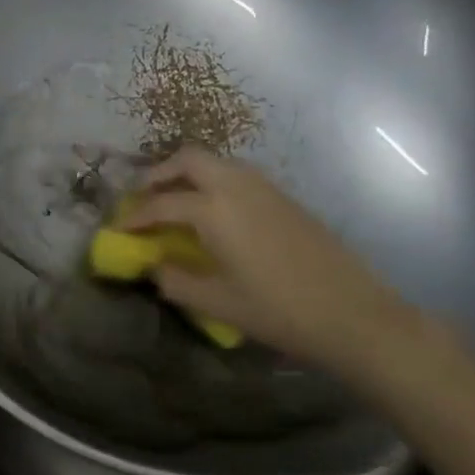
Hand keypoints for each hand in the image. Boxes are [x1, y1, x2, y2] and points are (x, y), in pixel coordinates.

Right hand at [123, 148, 438, 381]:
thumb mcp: (216, 303)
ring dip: (188, 173)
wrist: (355, 315)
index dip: (135, 215)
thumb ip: (175, 280)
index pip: (161, 203)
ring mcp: (266, 189)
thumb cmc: (279, 311)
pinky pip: (238, 175)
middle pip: (188, 159)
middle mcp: (237, 187)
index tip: (119, 228)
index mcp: (214, 210)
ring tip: (175, 200)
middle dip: (159, 173)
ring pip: (217, 162)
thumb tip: (154, 266)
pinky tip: (215, 212)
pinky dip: (214, 181)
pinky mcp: (286, 199)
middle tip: (143, 196)